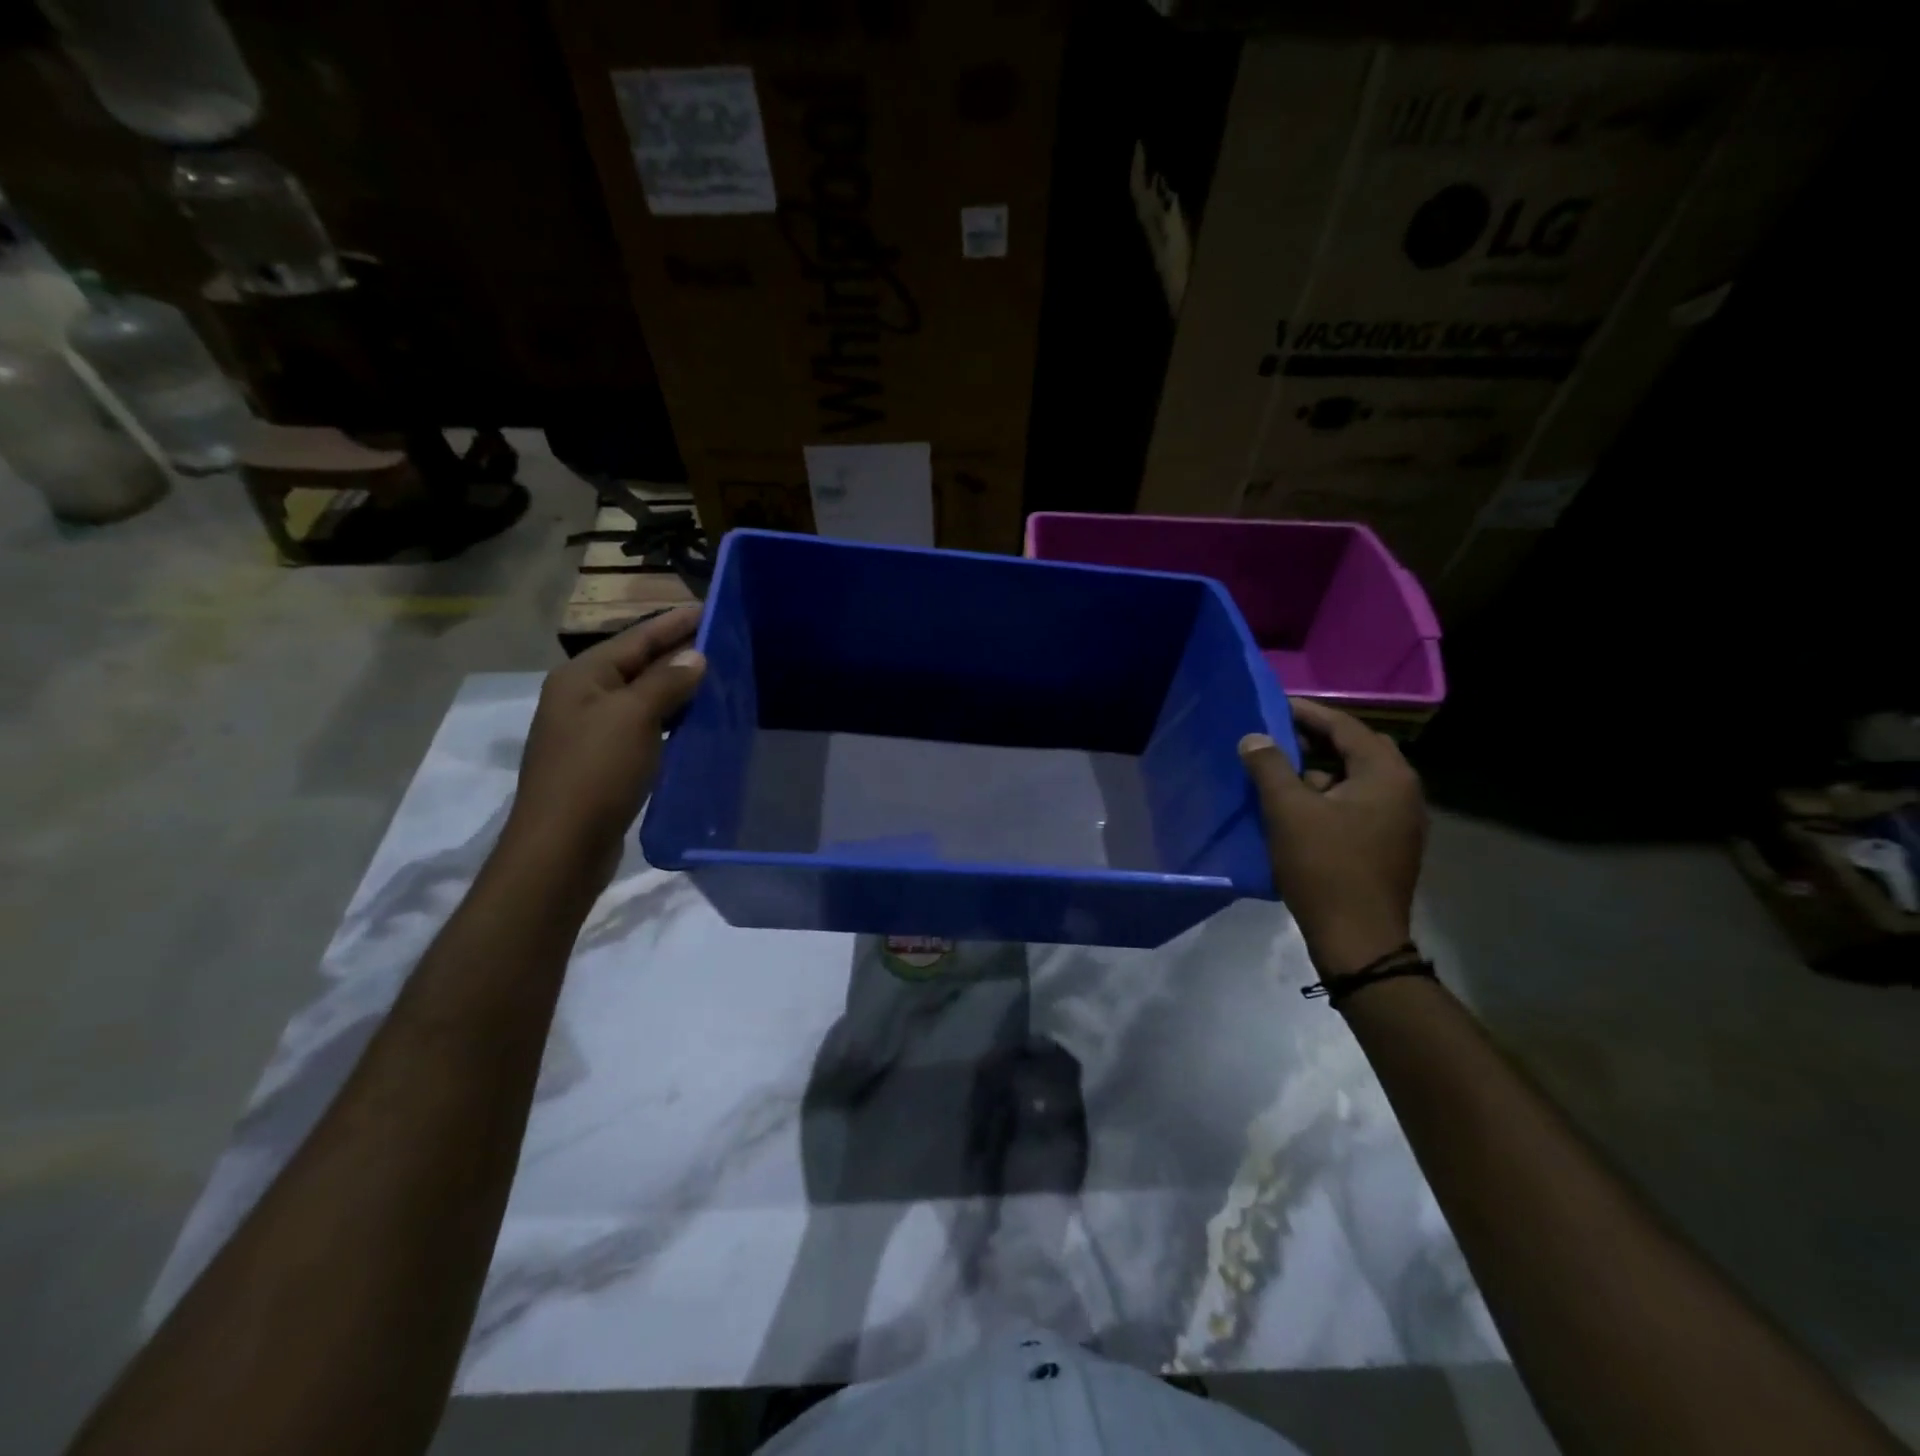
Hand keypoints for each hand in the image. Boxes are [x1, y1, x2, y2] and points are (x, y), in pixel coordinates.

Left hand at [504, 608, 705, 871]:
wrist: (562, 846)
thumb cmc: (595, 772)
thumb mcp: (634, 717)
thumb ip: (666, 682)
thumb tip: (695, 656)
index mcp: (582, 677)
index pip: (636, 638)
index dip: (674, 623)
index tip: (710, 608)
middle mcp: (582, 697)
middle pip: (638, 665)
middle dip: (678, 653)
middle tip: (724, 642)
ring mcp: (592, 731)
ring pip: (642, 697)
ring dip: (677, 688)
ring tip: (718, 678)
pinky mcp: (604, 762)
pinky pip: (644, 727)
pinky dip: (670, 720)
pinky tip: (697, 722)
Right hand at [1238, 698, 1426, 977]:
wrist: (1358, 939)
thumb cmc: (1324, 867)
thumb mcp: (1288, 811)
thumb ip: (1269, 767)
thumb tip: (1254, 737)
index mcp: (1386, 775)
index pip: (1346, 727)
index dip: (1308, 713)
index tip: (1274, 705)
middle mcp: (1403, 791)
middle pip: (1356, 750)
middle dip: (1315, 740)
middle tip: (1276, 736)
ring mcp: (1399, 820)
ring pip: (1355, 779)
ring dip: (1319, 770)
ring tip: (1278, 772)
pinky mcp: (1388, 844)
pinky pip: (1356, 804)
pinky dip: (1327, 796)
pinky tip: (1296, 807)